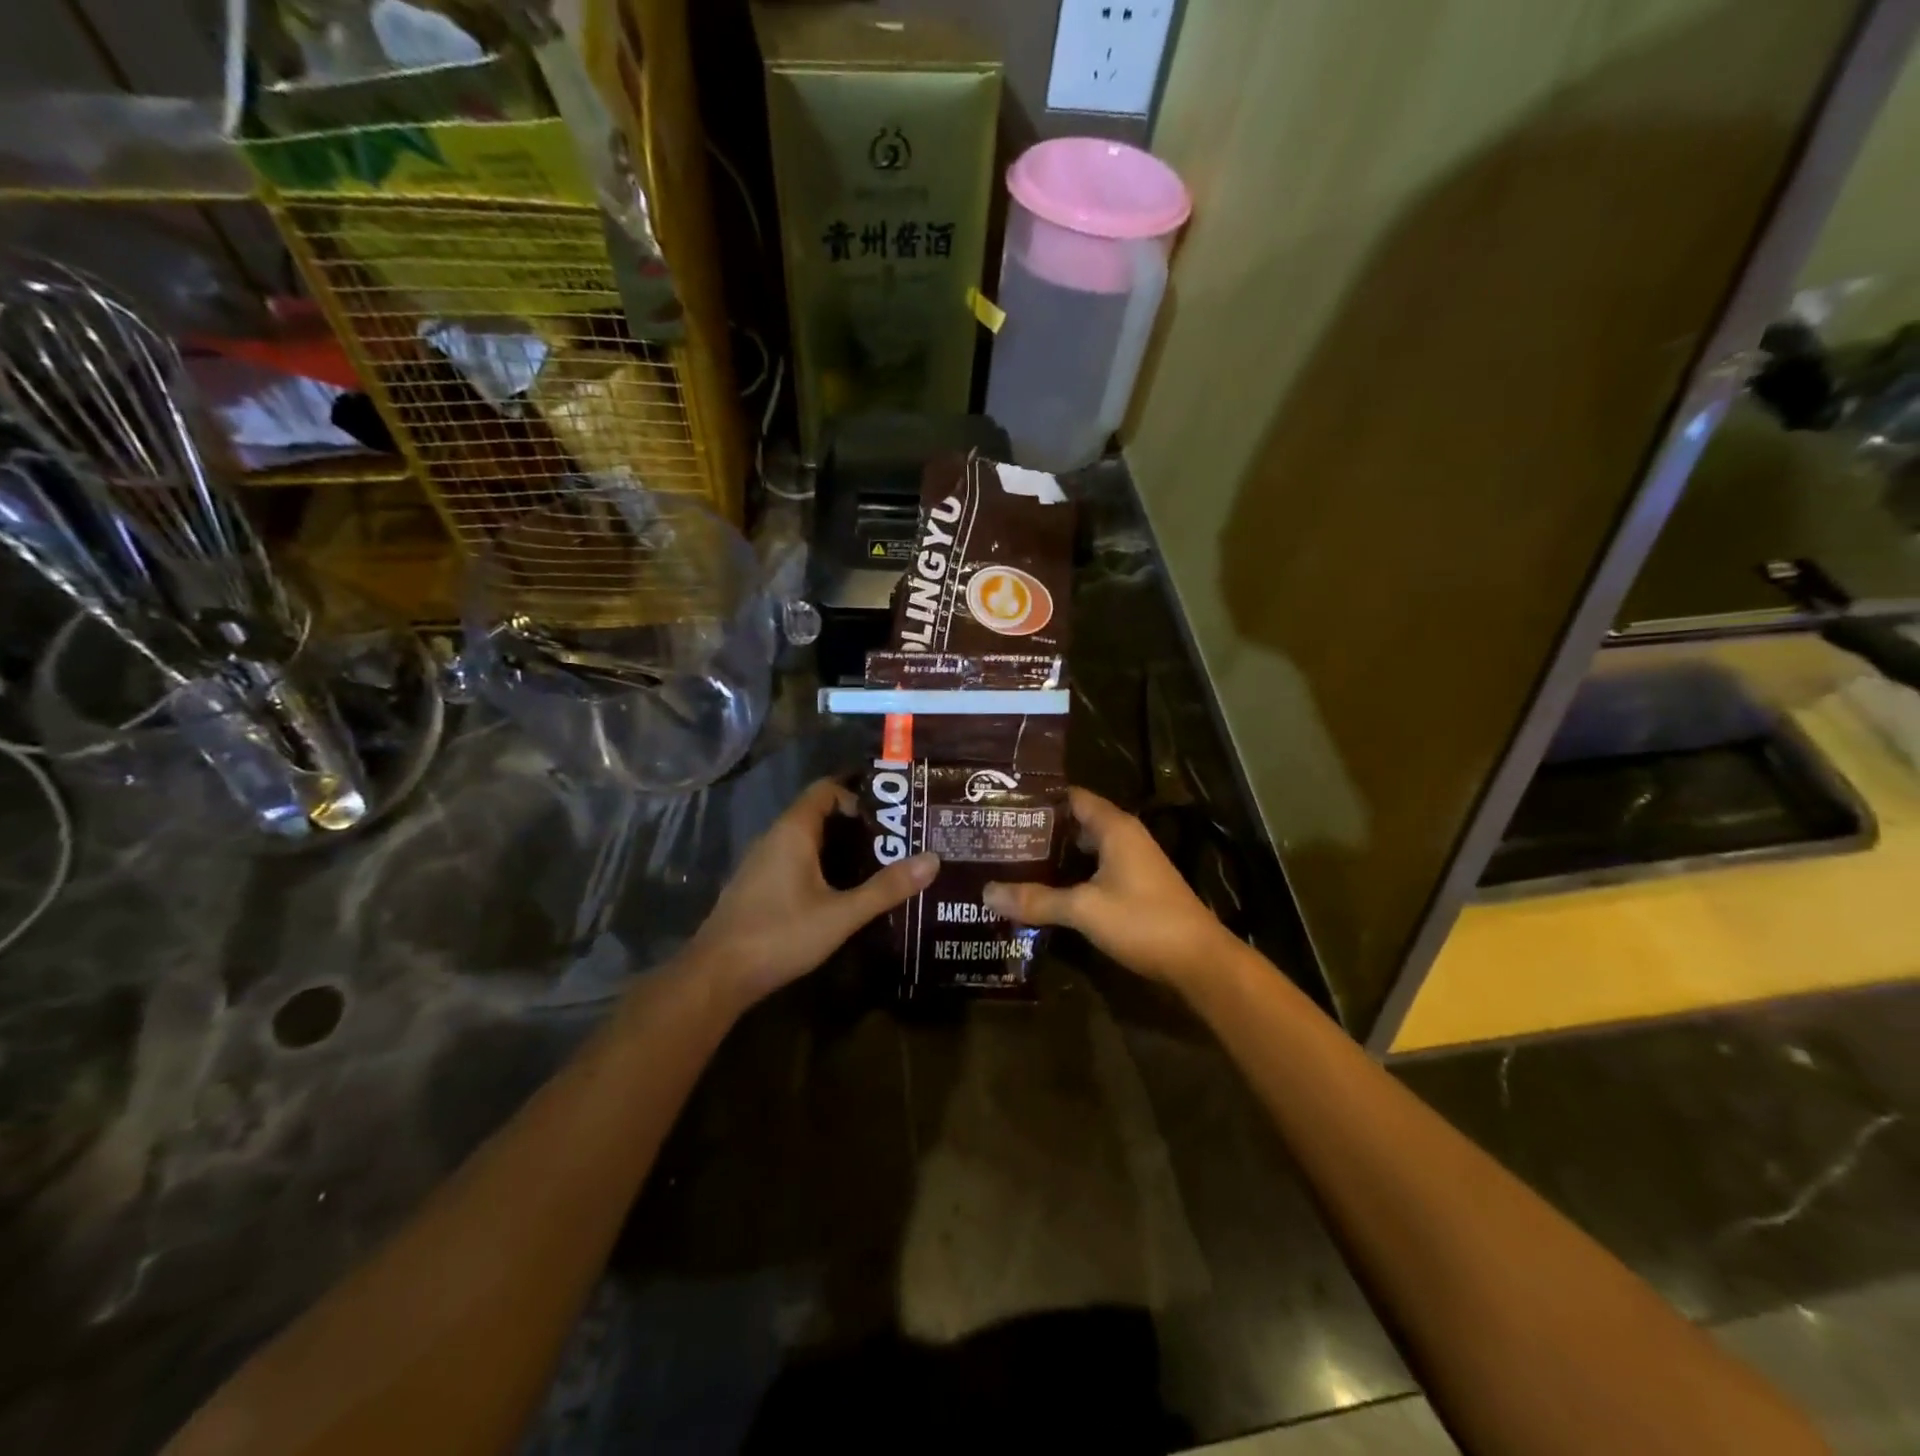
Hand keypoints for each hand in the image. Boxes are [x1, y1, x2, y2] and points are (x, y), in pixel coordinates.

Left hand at [688, 778, 937, 1008]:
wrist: (716, 976)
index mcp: (793, 831)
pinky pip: (795, 861)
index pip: (826, 789)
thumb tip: (933, 859)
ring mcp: (762, 863)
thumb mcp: (841, 914)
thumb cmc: (780, 935)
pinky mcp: (757, 887)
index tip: (890, 815)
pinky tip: (842, 891)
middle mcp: (774, 837)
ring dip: (839, 847)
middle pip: (818, 814)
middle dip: (856, 823)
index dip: (858, 794)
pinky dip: (821, 865)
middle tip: (895, 840)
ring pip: (806, 840)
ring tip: (877, 864)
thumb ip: (886, 888)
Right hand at [983, 787, 1235, 990]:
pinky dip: (1070, 876)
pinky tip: (1044, 891)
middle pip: (1075, 823)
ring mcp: (1131, 863)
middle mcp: (1124, 837)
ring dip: (1054, 856)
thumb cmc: (1143, 921)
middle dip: (1039, 830)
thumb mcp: (1084, 909)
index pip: (1071, 797)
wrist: (1199, 960)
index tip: (1002, 805)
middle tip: (998, 838)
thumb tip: (986, 893)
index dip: (1038, 799)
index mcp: (1115, 828)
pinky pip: (1094, 871)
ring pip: (1084, 850)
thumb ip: (1037, 900)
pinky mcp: (1135, 888)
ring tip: (1012, 862)